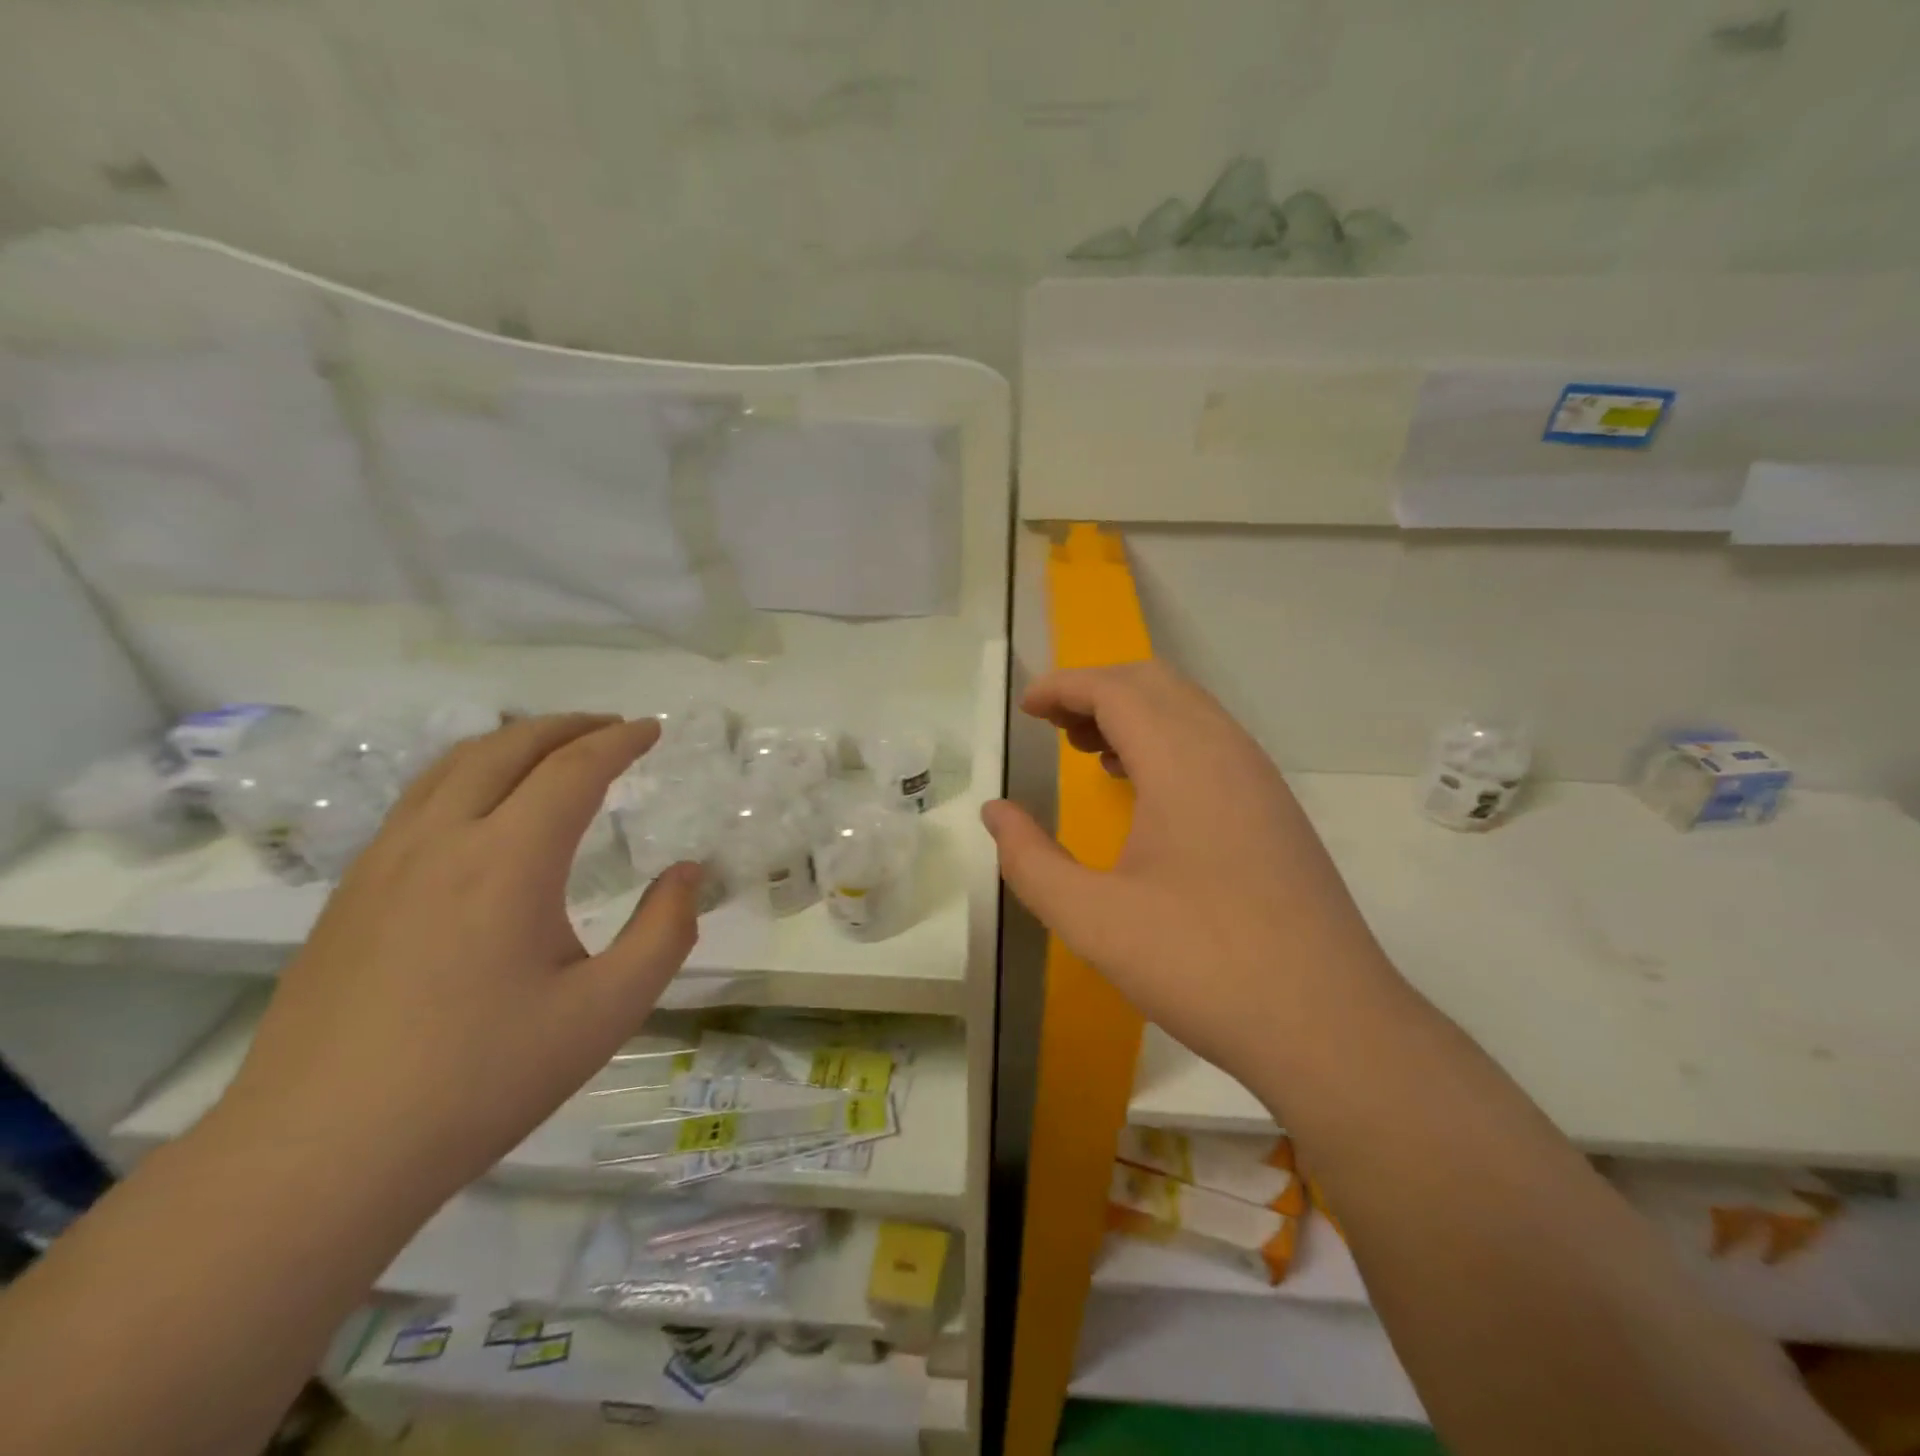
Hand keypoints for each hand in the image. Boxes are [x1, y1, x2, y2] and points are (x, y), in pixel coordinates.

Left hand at [221, 714, 700, 1202]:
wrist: (319, 1157)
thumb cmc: (482, 1080)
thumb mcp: (607, 1011)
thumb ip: (664, 932)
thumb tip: (689, 873)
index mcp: (508, 861)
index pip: (573, 769)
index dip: (619, 741)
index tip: (653, 729)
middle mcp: (442, 841)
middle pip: (507, 748)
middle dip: (567, 726)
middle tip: (612, 728)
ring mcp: (383, 863)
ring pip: (452, 766)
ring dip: (512, 742)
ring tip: (553, 749)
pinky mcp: (350, 894)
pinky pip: (418, 800)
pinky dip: (468, 774)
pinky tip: (483, 807)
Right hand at [983, 661, 1393, 1083]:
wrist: (1331, 1027)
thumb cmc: (1201, 966)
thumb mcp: (1092, 920)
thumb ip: (1029, 861)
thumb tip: (995, 812)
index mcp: (1182, 761)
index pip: (1115, 688)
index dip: (1063, 687)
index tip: (1025, 710)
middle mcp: (1228, 752)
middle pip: (1155, 683)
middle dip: (1097, 691)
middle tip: (1054, 729)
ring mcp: (1261, 779)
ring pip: (1190, 710)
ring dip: (1134, 714)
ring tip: (1090, 753)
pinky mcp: (1276, 810)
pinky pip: (1213, 744)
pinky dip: (1167, 741)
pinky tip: (1145, 792)